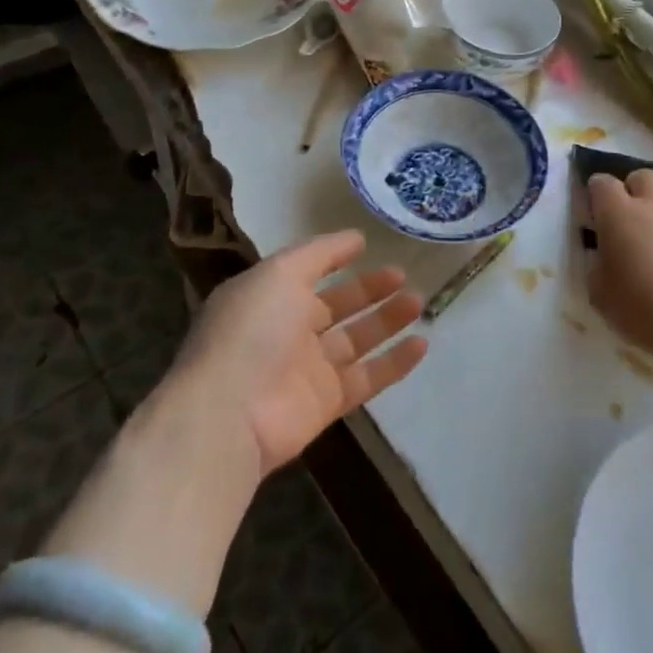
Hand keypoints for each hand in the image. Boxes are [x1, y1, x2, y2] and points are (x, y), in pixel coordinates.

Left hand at [163, 230, 427, 478]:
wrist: (230, 414)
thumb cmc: (252, 330)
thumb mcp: (280, 272)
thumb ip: (318, 253)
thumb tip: (354, 238)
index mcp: (269, 297)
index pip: (308, 271)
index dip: (335, 257)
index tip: (366, 244)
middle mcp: (288, 330)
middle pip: (337, 305)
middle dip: (369, 289)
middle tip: (403, 274)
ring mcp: (308, 368)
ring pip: (356, 339)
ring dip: (387, 320)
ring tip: (419, 301)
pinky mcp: (327, 402)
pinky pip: (368, 377)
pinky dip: (395, 362)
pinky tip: (422, 344)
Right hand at [587, 163, 652, 382]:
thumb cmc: (641, 310)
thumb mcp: (598, 292)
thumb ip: (596, 263)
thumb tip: (602, 253)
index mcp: (618, 214)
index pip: (601, 183)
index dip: (596, 191)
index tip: (596, 209)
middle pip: (642, 175)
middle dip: (634, 186)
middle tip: (633, 209)